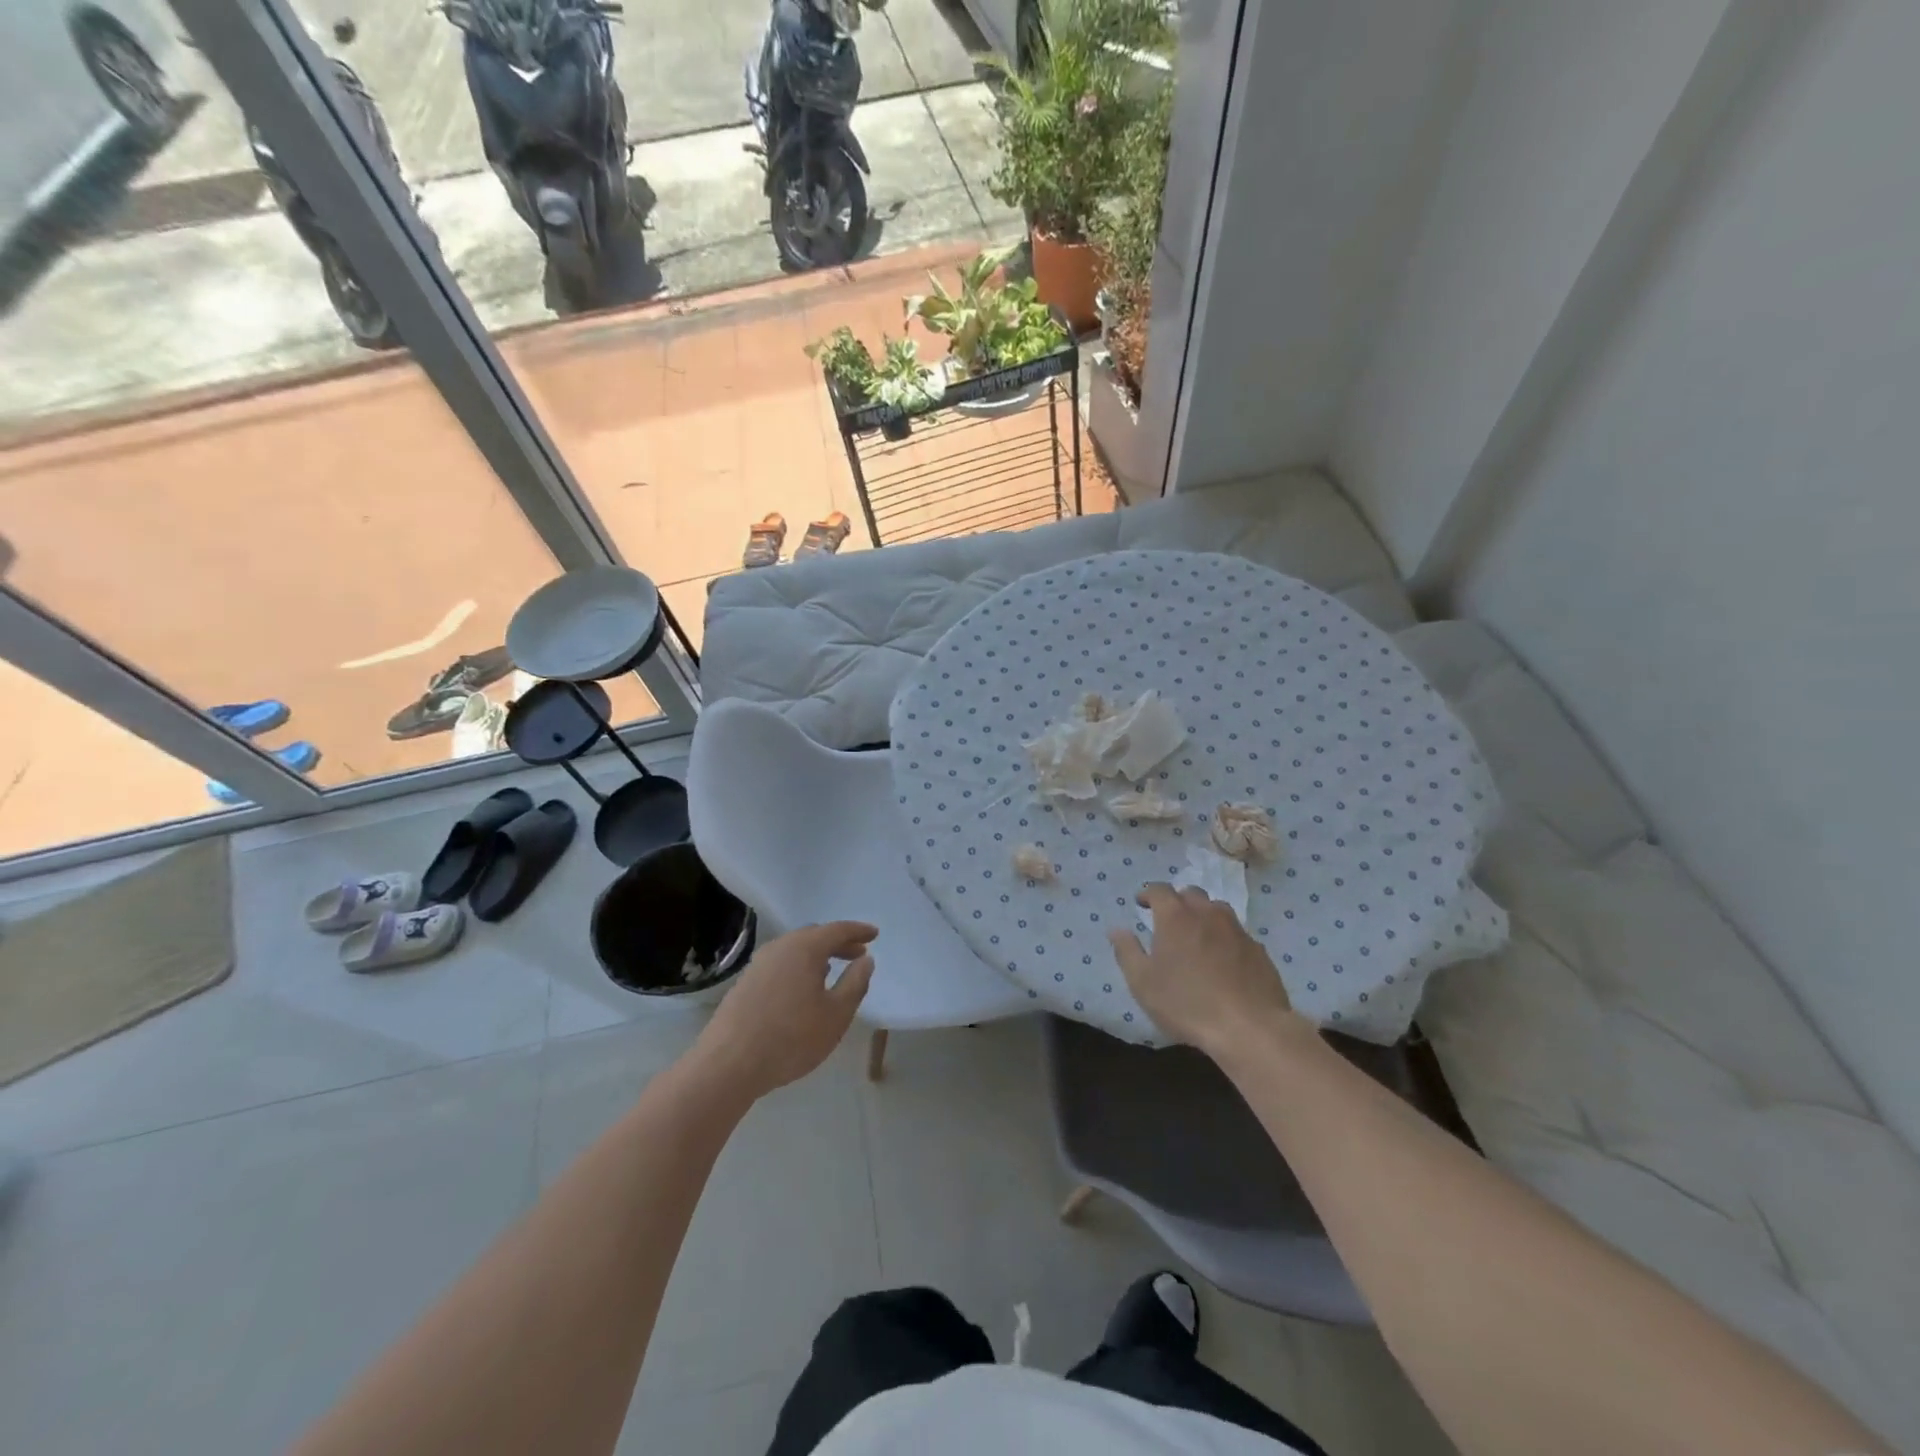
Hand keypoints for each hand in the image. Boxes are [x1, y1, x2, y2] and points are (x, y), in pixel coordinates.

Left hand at [691, 921, 876, 1101]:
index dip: (858, 931)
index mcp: (804, 948)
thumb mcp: (836, 1015)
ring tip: (832, 970)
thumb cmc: (791, 1038)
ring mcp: (759, 964)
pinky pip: (780, 964)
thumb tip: (866, 960)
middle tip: (858, 953)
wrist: (728, 1064)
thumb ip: (855, 983)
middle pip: (814, 936)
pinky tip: (803, 988)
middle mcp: (780, 947)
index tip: (875, 934)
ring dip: (817, 955)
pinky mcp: (745, 983)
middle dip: (838, 942)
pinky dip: (799, 967)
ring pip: (795, 950)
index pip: (837, 930)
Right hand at [1107, 884, 1303, 1060]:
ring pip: (1217, 909)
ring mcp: (1237, 929)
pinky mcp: (1258, 949)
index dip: (1147, 894)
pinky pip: (1236, 933)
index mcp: (1175, 916)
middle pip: (1190, 893)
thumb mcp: (1142, 982)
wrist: (1249, 1027)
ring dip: (1203, 915)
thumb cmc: (1186, 1003)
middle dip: (1177, 901)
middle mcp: (1207, 913)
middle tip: (1168, 920)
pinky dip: (1225, 937)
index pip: (1159, 889)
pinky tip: (1223, 960)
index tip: (1140, 903)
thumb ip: (1127, 951)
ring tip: (1197, 936)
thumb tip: (1117, 930)